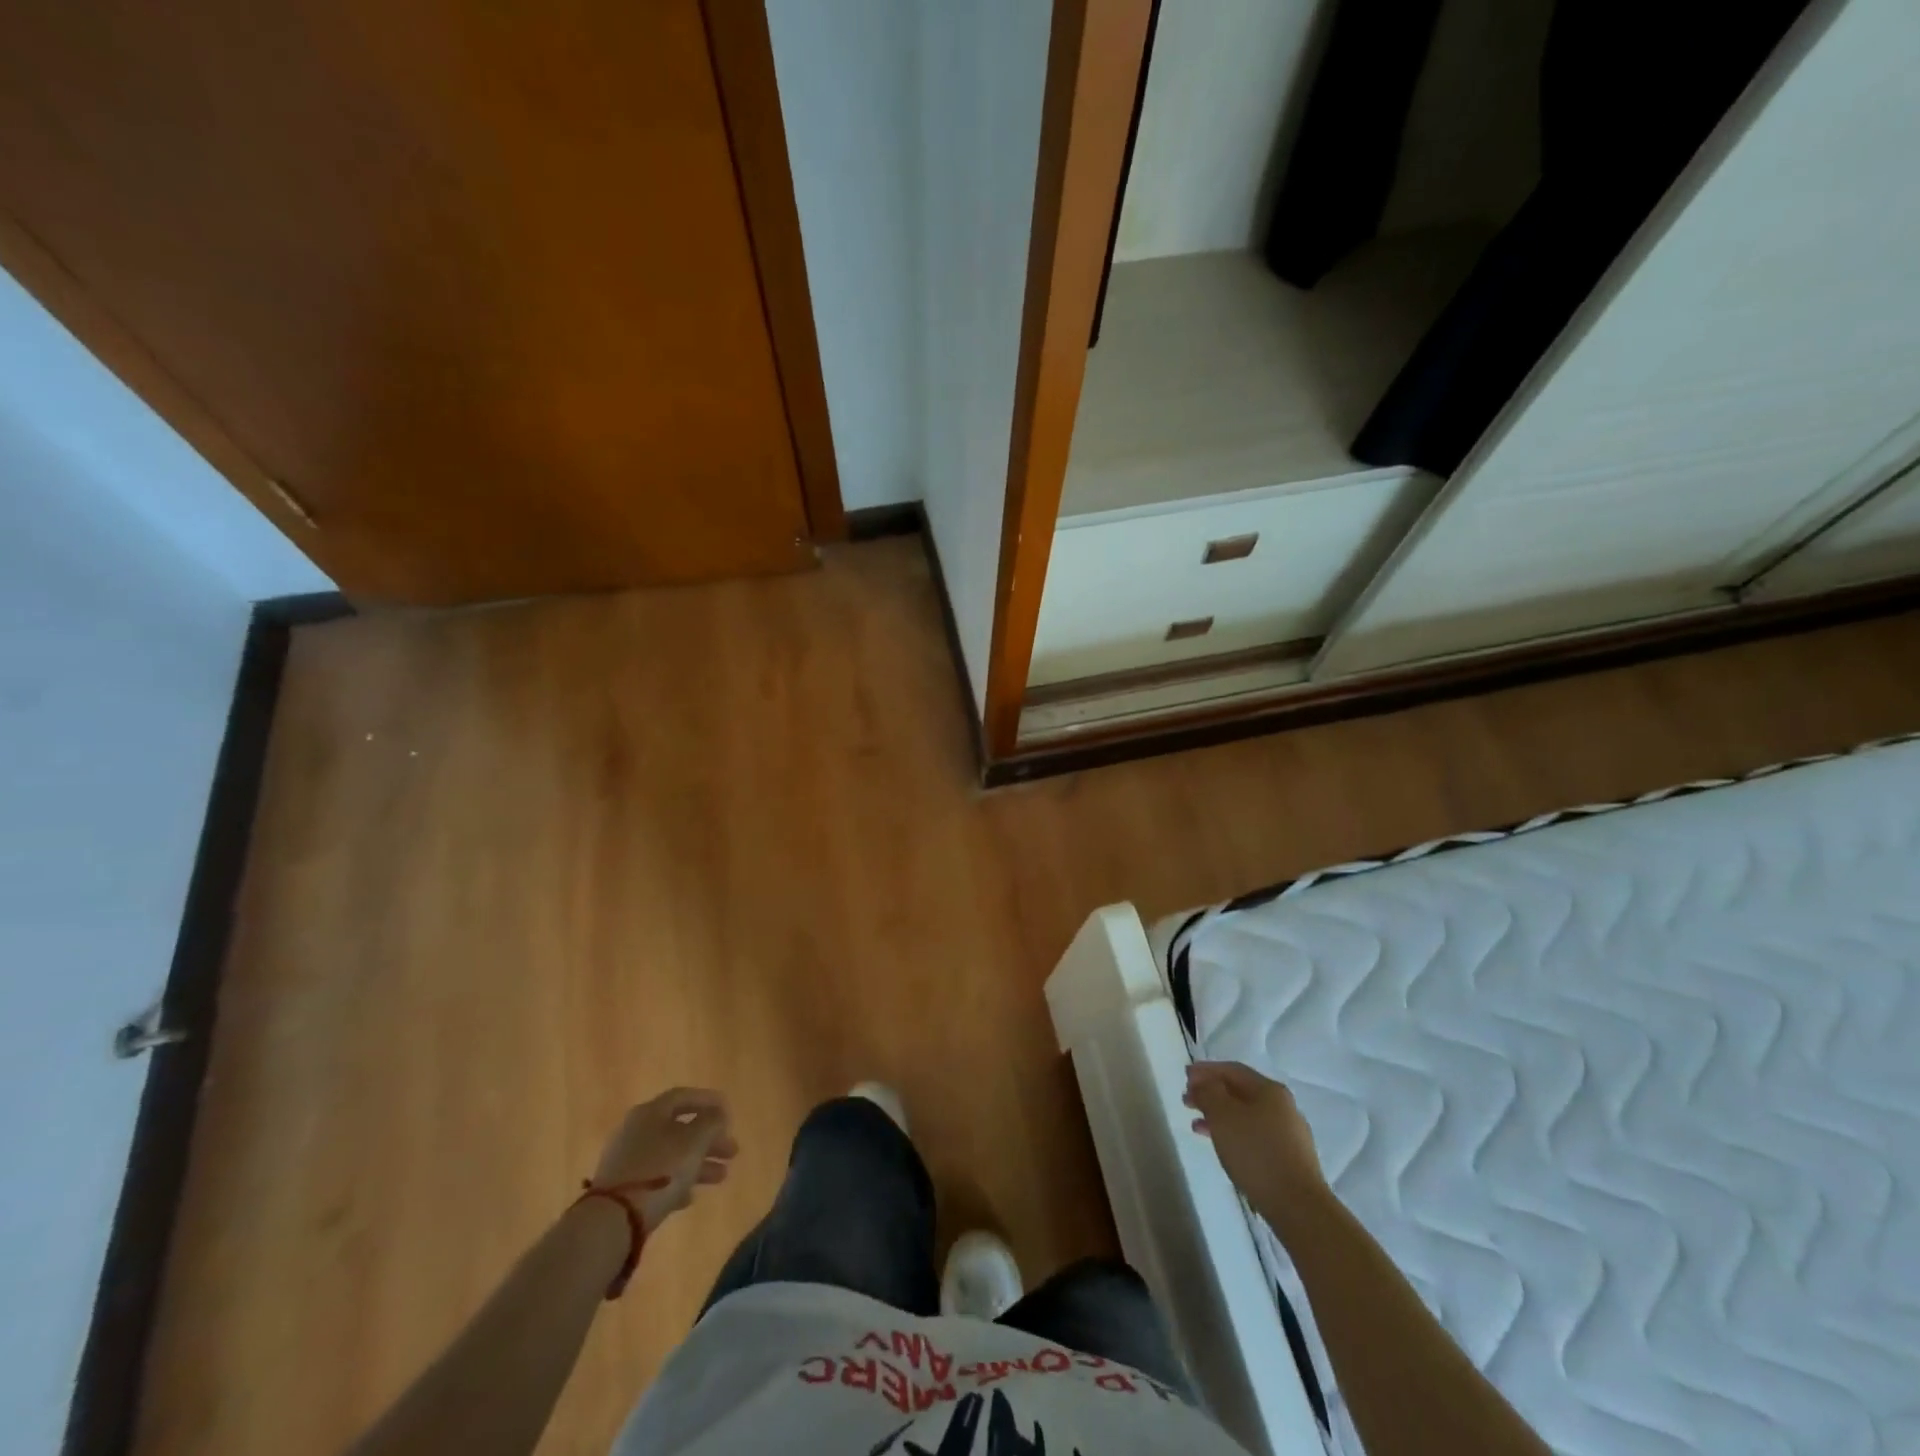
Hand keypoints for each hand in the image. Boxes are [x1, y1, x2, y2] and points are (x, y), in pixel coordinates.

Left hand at [591, 1087, 737, 1231]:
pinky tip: (690, 1197)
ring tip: (722, 1177)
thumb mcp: (695, 1140)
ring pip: (671, 1154)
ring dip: (699, 1163)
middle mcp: (636, 1130)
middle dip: (709, 1139)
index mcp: (651, 1112)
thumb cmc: (660, 1170)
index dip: (709, 1101)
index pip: (684, 1097)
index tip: (729, 1113)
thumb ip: (711, 1122)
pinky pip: (657, 1178)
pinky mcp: (622, 1189)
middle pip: (680, 1128)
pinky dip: (677, 1182)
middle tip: (732, 1151)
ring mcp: (627, 1160)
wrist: (613, 1220)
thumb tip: (717, 1114)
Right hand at [1184, 1061, 1326, 1212]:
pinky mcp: (1289, 1159)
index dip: (1205, 1070)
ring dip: (1219, 1115)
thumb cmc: (1256, 1153)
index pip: (1232, 1070)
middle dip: (1211, 1093)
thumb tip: (1204, 1083)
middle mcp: (1283, 1106)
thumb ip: (1208, 1092)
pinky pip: (1253, 1136)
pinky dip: (1233, 1134)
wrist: (1298, 1207)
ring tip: (1196, 1125)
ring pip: (1245, 1115)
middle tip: (1186, 1100)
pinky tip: (1221, 1146)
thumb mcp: (1223, 1115)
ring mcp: (1289, 1134)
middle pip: (1239, 1092)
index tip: (1184, 1076)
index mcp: (1269, 1090)